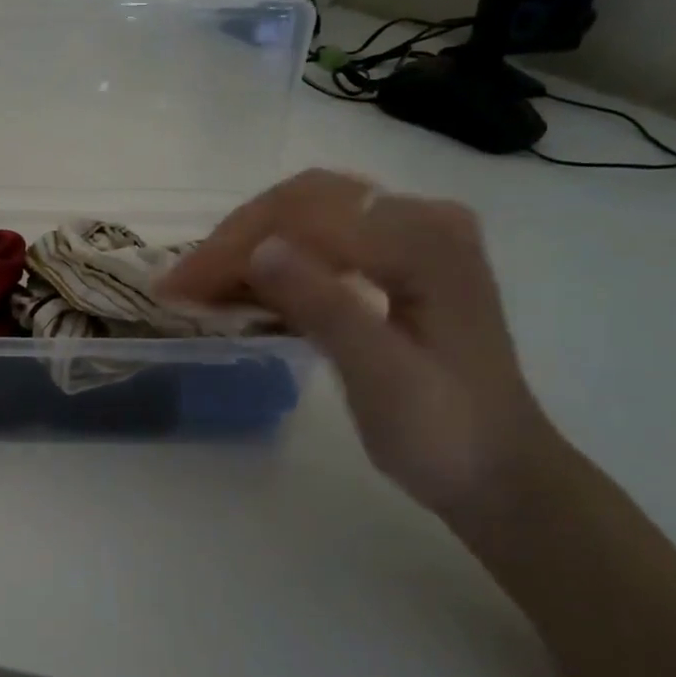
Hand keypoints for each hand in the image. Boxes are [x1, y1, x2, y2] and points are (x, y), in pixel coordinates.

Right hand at [157, 170, 570, 533]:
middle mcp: (419, 220)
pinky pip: (319, 241)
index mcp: (425, 241)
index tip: (176, 286)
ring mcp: (409, 237)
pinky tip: (237, 290)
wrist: (499, 473)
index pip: (307, 219)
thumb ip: (326, 307)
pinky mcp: (395, 261)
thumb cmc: (444, 433)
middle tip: (180, 284)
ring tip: (196, 287)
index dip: (234, 248)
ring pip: (305, 217)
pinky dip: (272, 263)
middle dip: (235, 239)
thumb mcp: (382, 376)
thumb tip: (260, 248)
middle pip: (302, 202)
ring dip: (246, 248)